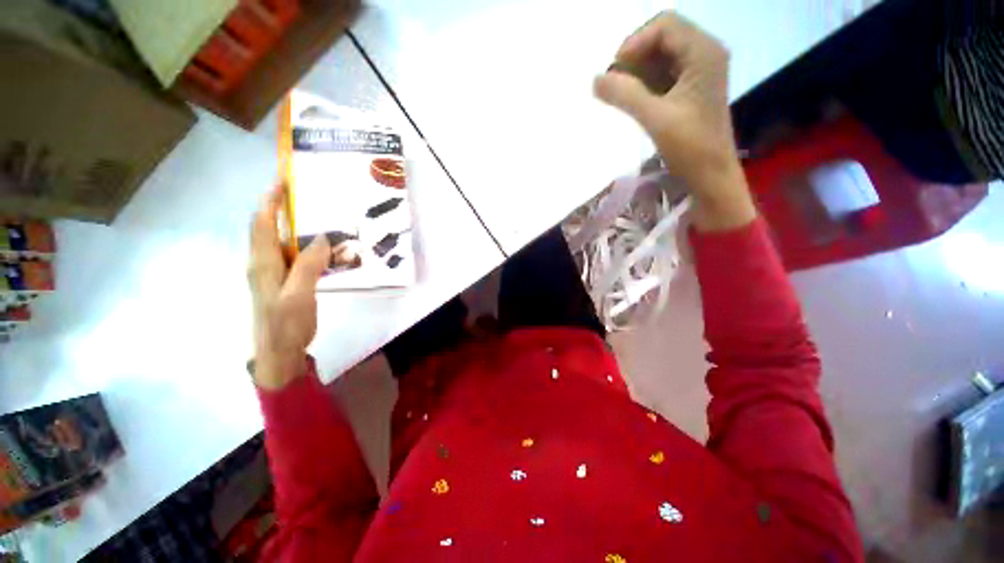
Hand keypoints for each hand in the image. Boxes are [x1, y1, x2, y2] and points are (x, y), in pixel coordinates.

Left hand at [248, 184, 330, 389]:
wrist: (278, 353)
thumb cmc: (285, 324)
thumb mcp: (298, 295)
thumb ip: (308, 266)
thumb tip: (322, 238)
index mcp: (262, 263)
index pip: (262, 224)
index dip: (269, 202)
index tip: (282, 181)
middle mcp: (263, 263)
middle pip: (268, 229)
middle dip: (281, 208)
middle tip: (305, 196)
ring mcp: (273, 274)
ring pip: (281, 242)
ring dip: (295, 227)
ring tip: (319, 218)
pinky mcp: (284, 282)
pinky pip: (293, 256)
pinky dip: (305, 245)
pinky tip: (323, 248)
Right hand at [594, 12, 756, 231]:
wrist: (711, 174)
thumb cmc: (690, 147)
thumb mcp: (655, 118)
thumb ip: (625, 95)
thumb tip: (595, 80)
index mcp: (703, 52)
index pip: (664, 25)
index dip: (635, 43)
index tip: (615, 72)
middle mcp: (705, 53)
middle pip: (663, 36)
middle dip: (635, 57)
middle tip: (616, 84)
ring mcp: (700, 70)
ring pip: (662, 55)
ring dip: (639, 71)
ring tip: (622, 95)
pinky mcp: (693, 87)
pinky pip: (665, 73)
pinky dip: (646, 82)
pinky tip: (635, 100)